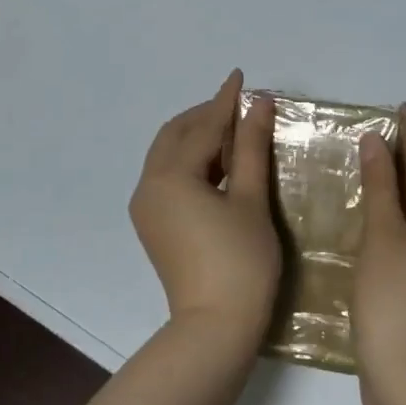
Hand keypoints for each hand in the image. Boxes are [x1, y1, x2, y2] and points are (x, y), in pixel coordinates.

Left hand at [129, 70, 281, 342]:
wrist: (215, 328)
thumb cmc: (241, 262)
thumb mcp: (251, 199)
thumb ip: (250, 147)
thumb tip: (259, 103)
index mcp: (170, 176)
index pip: (202, 126)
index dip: (225, 100)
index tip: (241, 76)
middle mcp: (148, 186)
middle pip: (175, 135)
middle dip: (205, 116)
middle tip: (239, 106)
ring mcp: (146, 208)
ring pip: (168, 155)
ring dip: (197, 137)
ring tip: (233, 131)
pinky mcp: (153, 225)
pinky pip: (167, 177)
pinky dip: (190, 161)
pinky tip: (218, 164)